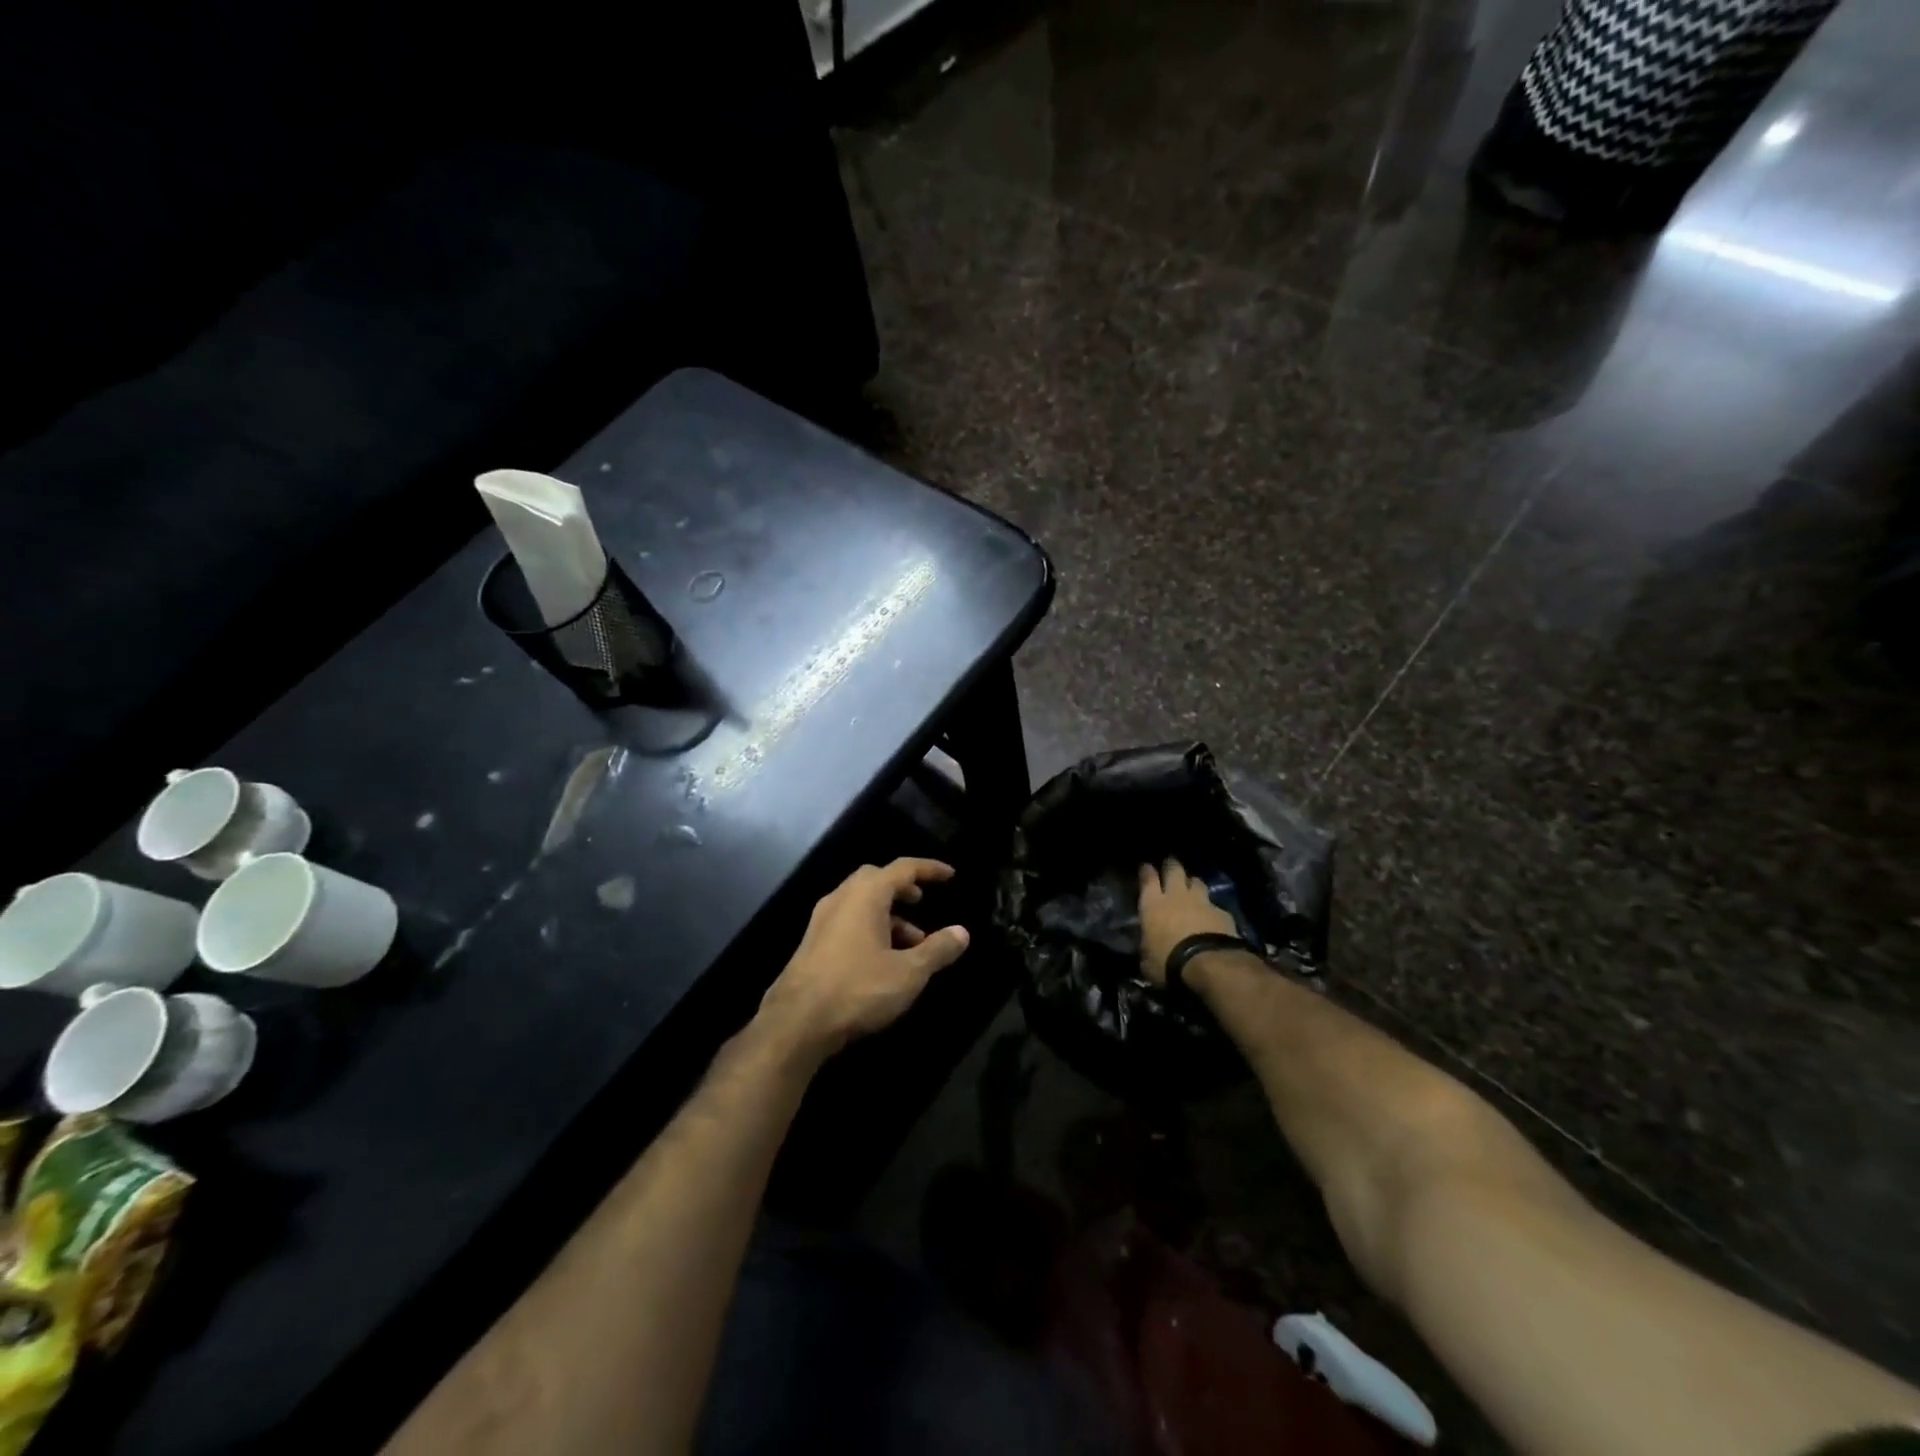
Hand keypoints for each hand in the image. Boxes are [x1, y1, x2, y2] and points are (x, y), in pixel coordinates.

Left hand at [757, 859, 970, 1058]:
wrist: (796, 1022)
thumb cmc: (858, 989)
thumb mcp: (908, 973)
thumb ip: (937, 950)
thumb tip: (962, 932)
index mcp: (866, 895)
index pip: (903, 868)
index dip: (929, 869)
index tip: (950, 875)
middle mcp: (841, 898)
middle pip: (876, 879)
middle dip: (902, 887)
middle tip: (921, 901)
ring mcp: (822, 920)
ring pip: (861, 903)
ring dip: (888, 914)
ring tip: (912, 944)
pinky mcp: (812, 942)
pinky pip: (848, 921)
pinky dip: (870, 928)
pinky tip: (883, 959)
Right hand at [1137, 858, 1235, 985]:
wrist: (1209, 965)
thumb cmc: (1168, 962)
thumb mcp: (1147, 961)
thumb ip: (1147, 947)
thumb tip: (1146, 948)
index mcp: (1152, 904)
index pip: (1147, 878)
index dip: (1146, 870)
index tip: (1145, 866)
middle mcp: (1176, 896)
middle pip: (1174, 870)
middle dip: (1171, 865)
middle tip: (1170, 865)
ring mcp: (1202, 902)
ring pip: (1197, 882)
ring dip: (1193, 883)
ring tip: (1192, 886)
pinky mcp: (1223, 913)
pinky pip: (1215, 905)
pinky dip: (1212, 909)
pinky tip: (1213, 916)